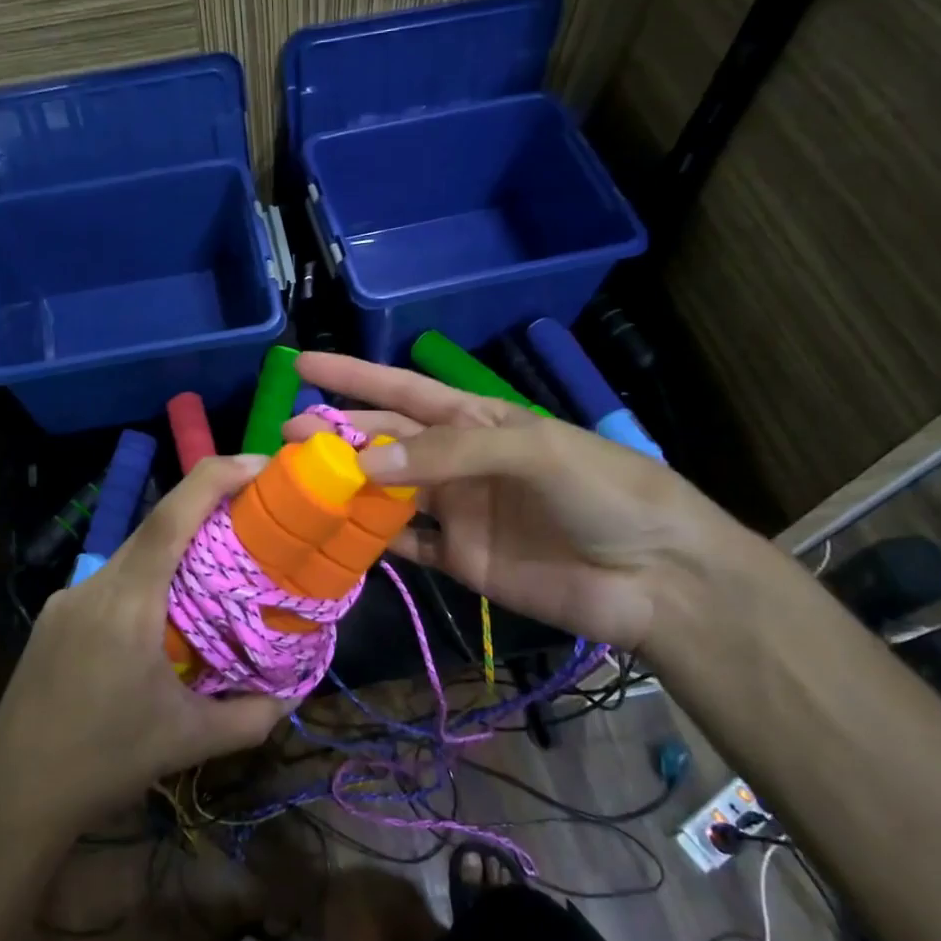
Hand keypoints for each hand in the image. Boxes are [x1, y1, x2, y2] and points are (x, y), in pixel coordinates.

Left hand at [0, 456, 293, 834]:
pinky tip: (165, 619)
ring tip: (218, 573)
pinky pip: (112, 582)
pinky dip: (148, 581)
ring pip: (133, 556)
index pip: (172, 515)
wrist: (12, 796)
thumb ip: (250, 716)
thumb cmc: (103, 763)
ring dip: (177, 552)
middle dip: (207, 511)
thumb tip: (292, 695)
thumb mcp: (187, 741)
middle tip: (256, 519)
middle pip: (156, 528)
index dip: (217, 477)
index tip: (262, 465)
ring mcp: (68, 600)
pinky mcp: (55, 619)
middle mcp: (94, 585)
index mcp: (127, 601)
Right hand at [284, 352, 731, 652]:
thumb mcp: (532, 451)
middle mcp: (458, 460)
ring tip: (296, 486)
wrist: (656, 577)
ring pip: (385, 492)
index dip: (353, 376)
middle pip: (384, 441)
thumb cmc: (603, 492)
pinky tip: (337, 535)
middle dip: (335, 435)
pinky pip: (404, 544)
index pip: (402, 389)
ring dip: (344, 487)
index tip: (302, 363)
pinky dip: (371, 538)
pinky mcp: (460, 559)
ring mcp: (457, 510)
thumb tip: (367, 465)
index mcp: (477, 420)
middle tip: (284, 437)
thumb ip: (448, 454)